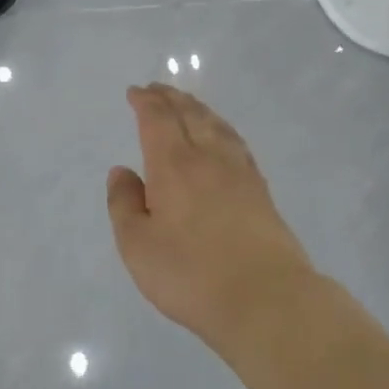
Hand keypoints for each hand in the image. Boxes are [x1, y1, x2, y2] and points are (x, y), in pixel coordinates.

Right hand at [107, 84, 316, 351]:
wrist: (266, 299)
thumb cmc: (190, 274)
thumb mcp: (137, 245)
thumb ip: (124, 204)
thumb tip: (122, 171)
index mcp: (174, 166)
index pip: (158, 120)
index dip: (145, 102)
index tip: (135, 92)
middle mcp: (208, 158)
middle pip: (190, 115)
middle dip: (170, 98)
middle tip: (157, 88)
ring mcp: (240, 173)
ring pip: (217, 126)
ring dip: (198, 109)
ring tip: (187, 104)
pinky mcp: (261, 192)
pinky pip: (236, 144)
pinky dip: (222, 129)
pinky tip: (222, 138)